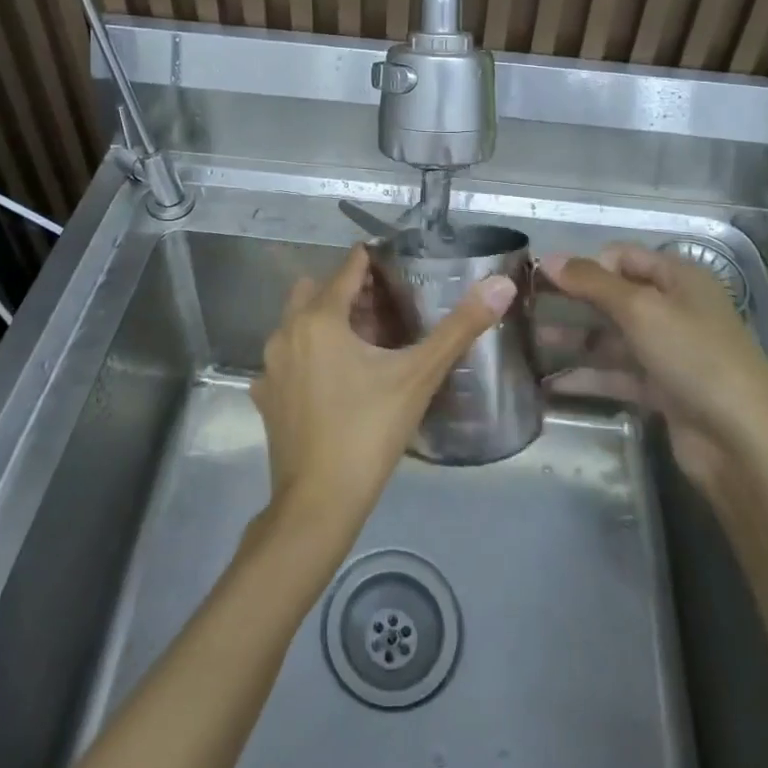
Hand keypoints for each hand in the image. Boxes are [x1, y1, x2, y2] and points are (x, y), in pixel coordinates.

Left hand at [254, 244, 515, 527]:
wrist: (318, 504)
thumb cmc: (368, 432)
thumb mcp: (419, 377)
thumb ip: (459, 328)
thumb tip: (501, 284)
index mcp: (320, 319)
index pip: (347, 269)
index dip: (373, 263)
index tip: (398, 266)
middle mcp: (286, 332)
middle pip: (316, 291)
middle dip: (347, 291)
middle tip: (383, 308)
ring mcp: (270, 367)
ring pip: (297, 324)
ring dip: (325, 322)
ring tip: (364, 342)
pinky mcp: (266, 397)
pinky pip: (287, 359)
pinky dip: (308, 357)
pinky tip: (334, 380)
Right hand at [540, 244, 767, 489]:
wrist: (742, 444)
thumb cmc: (694, 358)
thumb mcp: (641, 310)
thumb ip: (592, 282)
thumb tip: (548, 257)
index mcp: (680, 279)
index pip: (623, 257)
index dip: (584, 264)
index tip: (542, 278)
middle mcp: (676, 309)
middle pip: (615, 296)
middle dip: (573, 301)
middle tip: (526, 307)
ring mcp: (670, 352)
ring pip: (612, 337)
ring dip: (574, 339)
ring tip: (529, 344)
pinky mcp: (663, 390)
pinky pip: (618, 375)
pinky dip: (588, 376)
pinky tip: (551, 383)